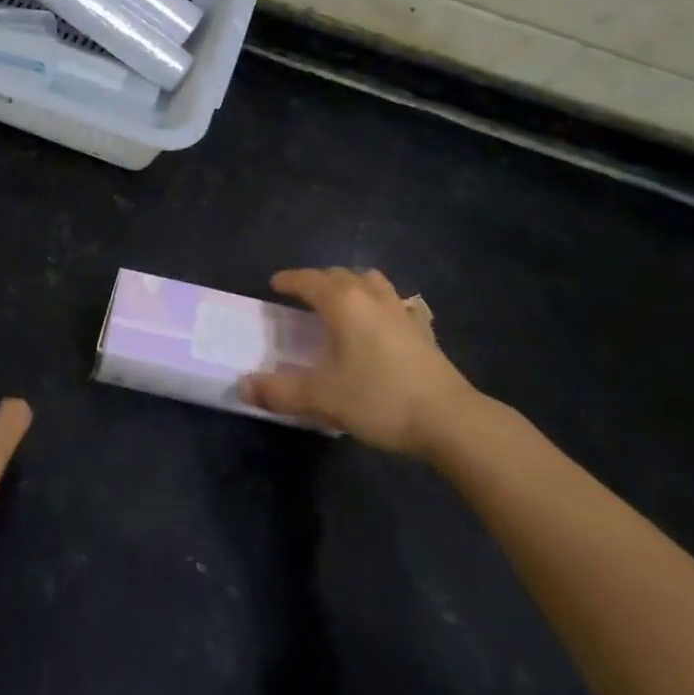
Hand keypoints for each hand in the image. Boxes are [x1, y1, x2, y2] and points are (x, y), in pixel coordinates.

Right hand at [241, 267, 484, 463]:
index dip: (290, 280)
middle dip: (318, 280)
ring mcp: (401, 311)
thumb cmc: (380, 398)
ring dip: (352, 285)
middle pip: (340, 275)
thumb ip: (281, 391)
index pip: (309, 280)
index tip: (275, 284)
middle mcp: (371, 297)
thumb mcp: (324, 397)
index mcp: (343, 303)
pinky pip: (395, 304)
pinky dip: (381, 305)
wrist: (450, 419)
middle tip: (303, 296)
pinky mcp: (423, 330)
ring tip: (343, 302)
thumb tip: (244, 388)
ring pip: (371, 282)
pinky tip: (383, 324)